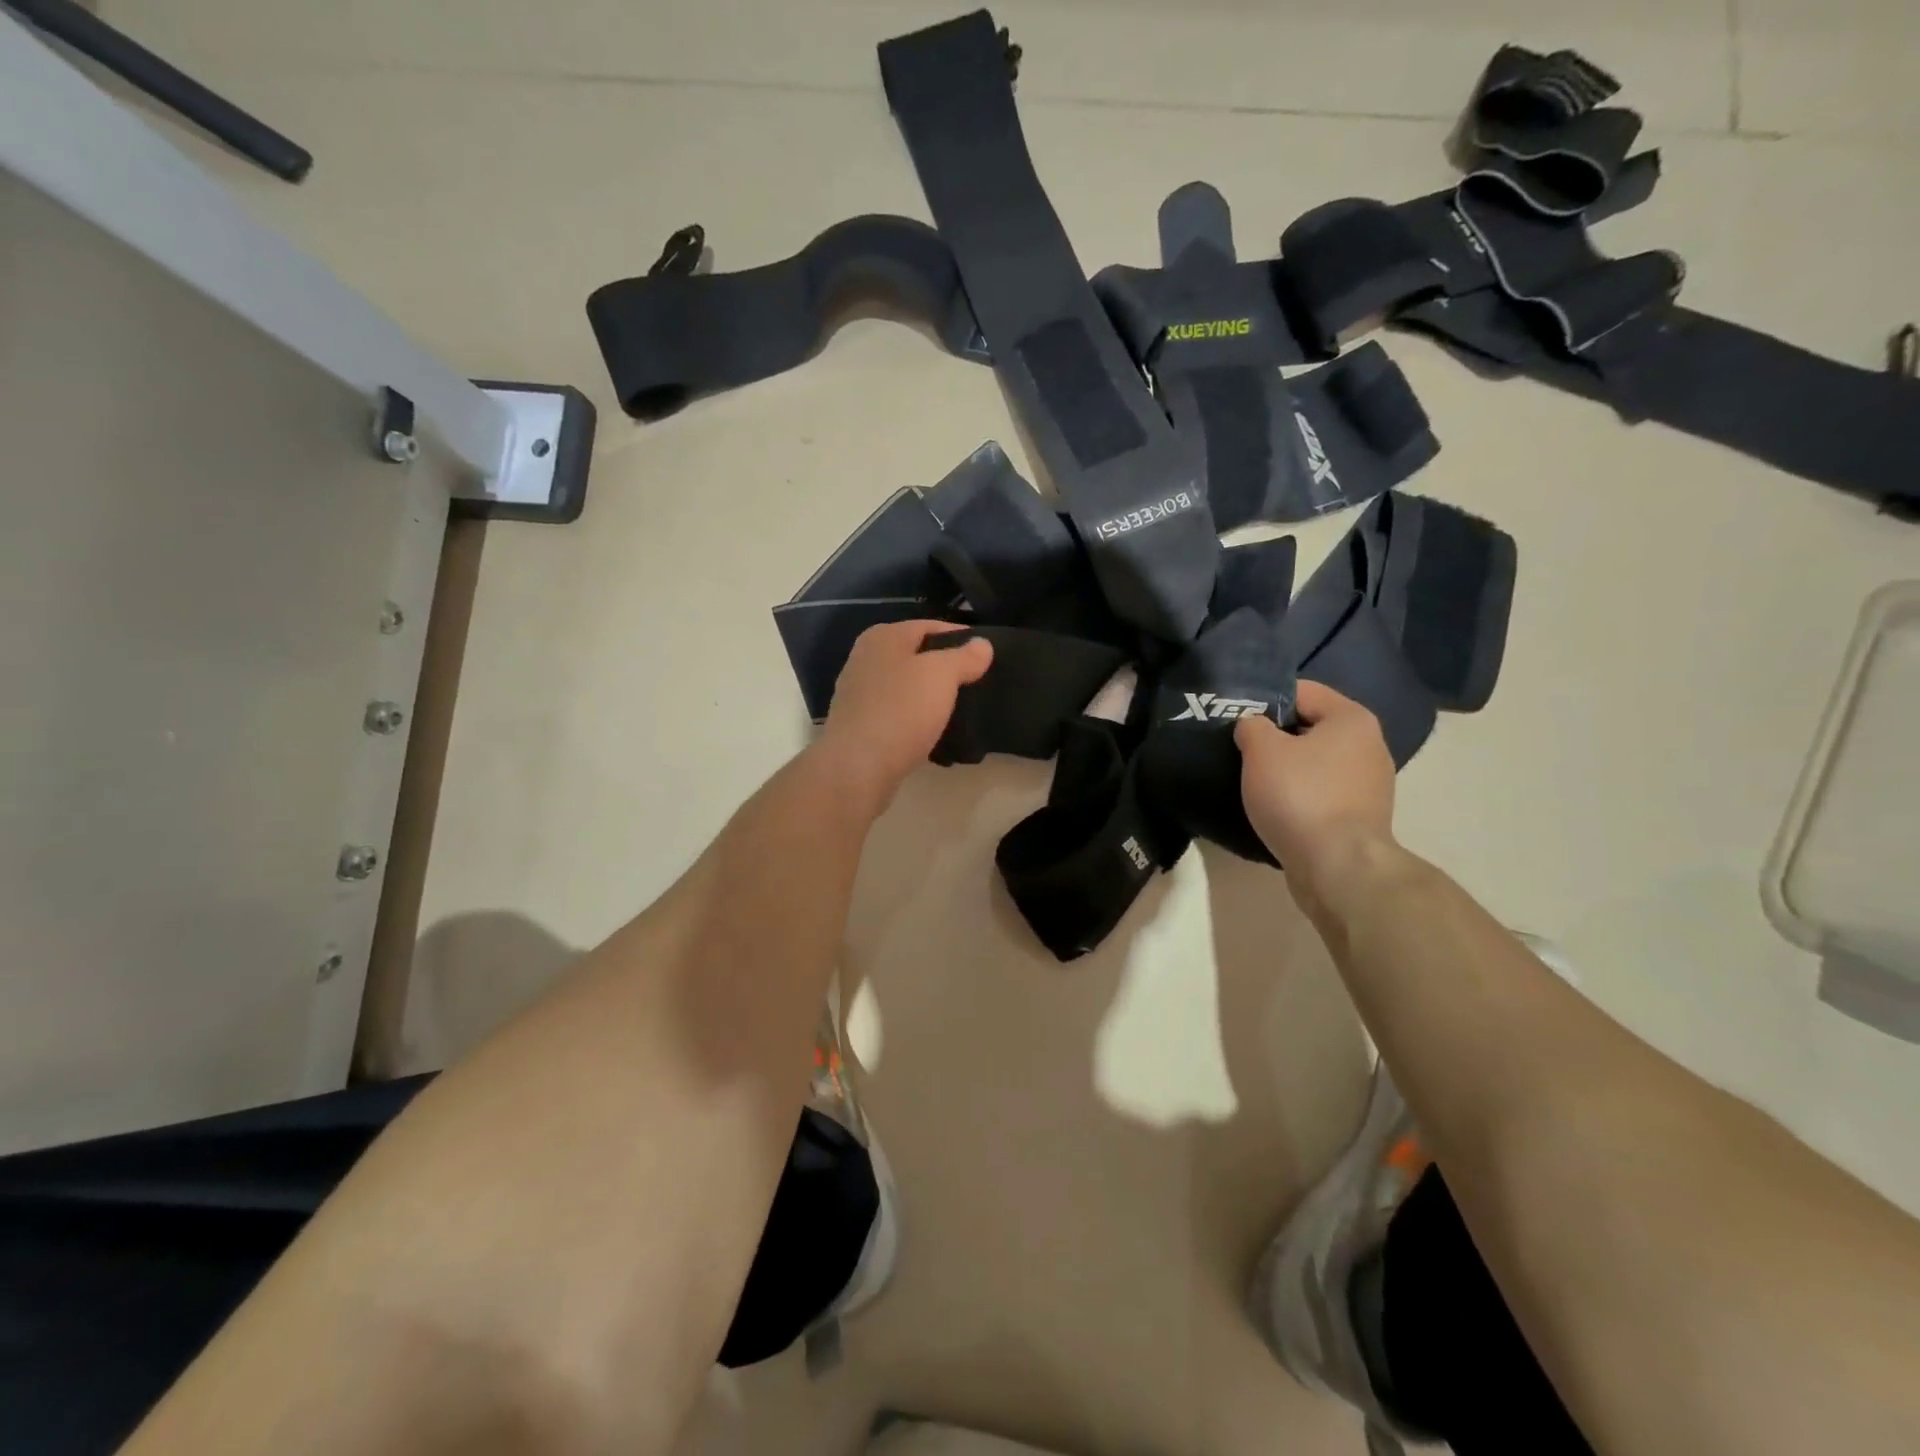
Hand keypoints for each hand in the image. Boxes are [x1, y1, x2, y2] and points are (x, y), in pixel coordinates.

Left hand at [818, 621, 992, 812]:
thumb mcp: (941, 675)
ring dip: (930, 696)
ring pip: (905, 687)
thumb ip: (964, 656)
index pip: (929, 627)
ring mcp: (858, 694)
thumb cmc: (901, 710)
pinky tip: (933, 733)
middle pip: (915, 656)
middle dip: (944, 668)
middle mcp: (865, 659)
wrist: (858, 768)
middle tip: (977, 682)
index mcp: (882, 637)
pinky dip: (915, 720)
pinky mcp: (859, 726)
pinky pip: (896, 715)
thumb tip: (982, 644)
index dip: (960, 637)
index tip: (986, 655)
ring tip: (960, 709)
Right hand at [1236, 680, 1396, 912]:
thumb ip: (1251, 726)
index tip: (1237, 717)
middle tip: (1240, 748)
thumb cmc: (1300, 795)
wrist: (1338, 866)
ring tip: (1254, 780)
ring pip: (1316, 762)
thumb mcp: (1261, 750)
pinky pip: (1322, 792)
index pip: (1302, 691)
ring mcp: (1370, 784)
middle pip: (1310, 727)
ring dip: (1287, 768)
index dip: (1266, 699)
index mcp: (1351, 718)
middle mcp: (1369, 745)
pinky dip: (1299, 795)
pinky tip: (1276, 807)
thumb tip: (1253, 726)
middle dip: (1275, 735)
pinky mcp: (1361, 816)